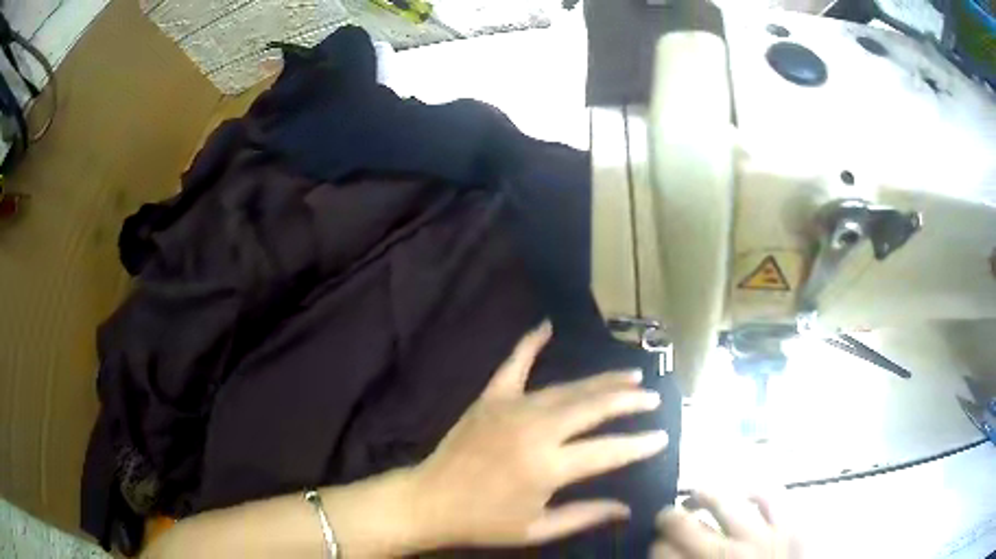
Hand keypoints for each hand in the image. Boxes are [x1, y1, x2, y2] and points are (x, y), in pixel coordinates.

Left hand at [412, 321, 668, 548]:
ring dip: (601, 380)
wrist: (429, 501)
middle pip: (593, 407)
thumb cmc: (484, 522)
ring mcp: (511, 408)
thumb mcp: (537, 529)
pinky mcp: (490, 398)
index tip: (664, 436)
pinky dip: (530, 344)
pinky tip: (547, 325)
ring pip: (567, 388)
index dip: (640, 444)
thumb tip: (628, 509)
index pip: (608, 450)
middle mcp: (535, 430)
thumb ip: (586, 516)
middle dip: (629, 400)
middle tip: (653, 396)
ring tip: (630, 374)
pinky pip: (514, 365)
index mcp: (548, 466)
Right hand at [652, 490, 801, 558]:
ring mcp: (761, 536)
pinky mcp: (792, 525)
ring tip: (697, 495)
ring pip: (724, 501)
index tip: (655, 546)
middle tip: (665, 517)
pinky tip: (743, 493)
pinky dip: (753, 490)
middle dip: (667, 518)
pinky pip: (770, 495)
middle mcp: (725, 555)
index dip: (654, 547)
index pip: (661, 552)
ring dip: (704, 495)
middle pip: (683, 525)